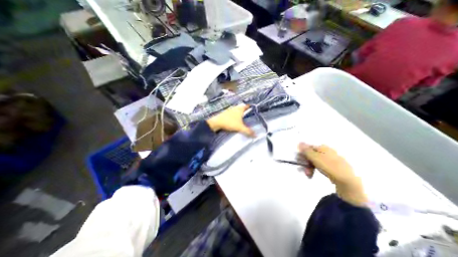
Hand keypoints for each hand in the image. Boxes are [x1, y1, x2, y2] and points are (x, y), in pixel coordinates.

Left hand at [207, 103, 256, 136]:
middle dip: (245, 111)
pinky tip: (234, 120)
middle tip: (249, 115)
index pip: (247, 106)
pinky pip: (232, 113)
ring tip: (243, 118)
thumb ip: (248, 131)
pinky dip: (234, 116)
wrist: (216, 123)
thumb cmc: (229, 122)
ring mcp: (229, 110)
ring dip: (239, 113)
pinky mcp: (225, 113)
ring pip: (236, 110)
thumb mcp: (240, 127)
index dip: (250, 107)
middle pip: (242, 108)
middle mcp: (235, 108)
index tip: (254, 109)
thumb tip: (256, 135)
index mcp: (240, 109)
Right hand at [298, 142, 366, 205]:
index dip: (302, 153)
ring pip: (314, 161)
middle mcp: (325, 151)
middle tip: (302, 169)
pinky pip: (319, 166)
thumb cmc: (328, 166)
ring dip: (308, 167)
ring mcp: (329, 159)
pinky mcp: (331, 166)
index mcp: (322, 147)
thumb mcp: (314, 157)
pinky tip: (312, 175)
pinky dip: (314, 169)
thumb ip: (306, 150)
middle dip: (305, 162)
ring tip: (307, 174)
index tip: (298, 160)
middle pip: (310, 155)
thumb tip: (299, 142)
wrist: (347, 179)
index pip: (308, 148)